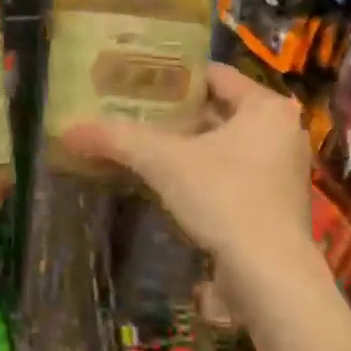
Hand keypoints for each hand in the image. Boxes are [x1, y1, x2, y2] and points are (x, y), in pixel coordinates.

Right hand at [62, 64, 313, 265]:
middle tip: (135, 114)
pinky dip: (203, 174)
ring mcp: (282, 171)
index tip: (139, 82)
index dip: (175, 77)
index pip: (215, 75)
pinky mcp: (276, 205)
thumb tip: (68, 130)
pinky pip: (232, 174)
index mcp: (266, 107)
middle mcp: (282, 132)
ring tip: (144, 147)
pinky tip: (169, 184)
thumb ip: (118, 140)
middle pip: (219, 111)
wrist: (269, 275)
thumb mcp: (164, 162)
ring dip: (189, 147)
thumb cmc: (224, 198)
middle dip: (178, 115)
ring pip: (226, 145)